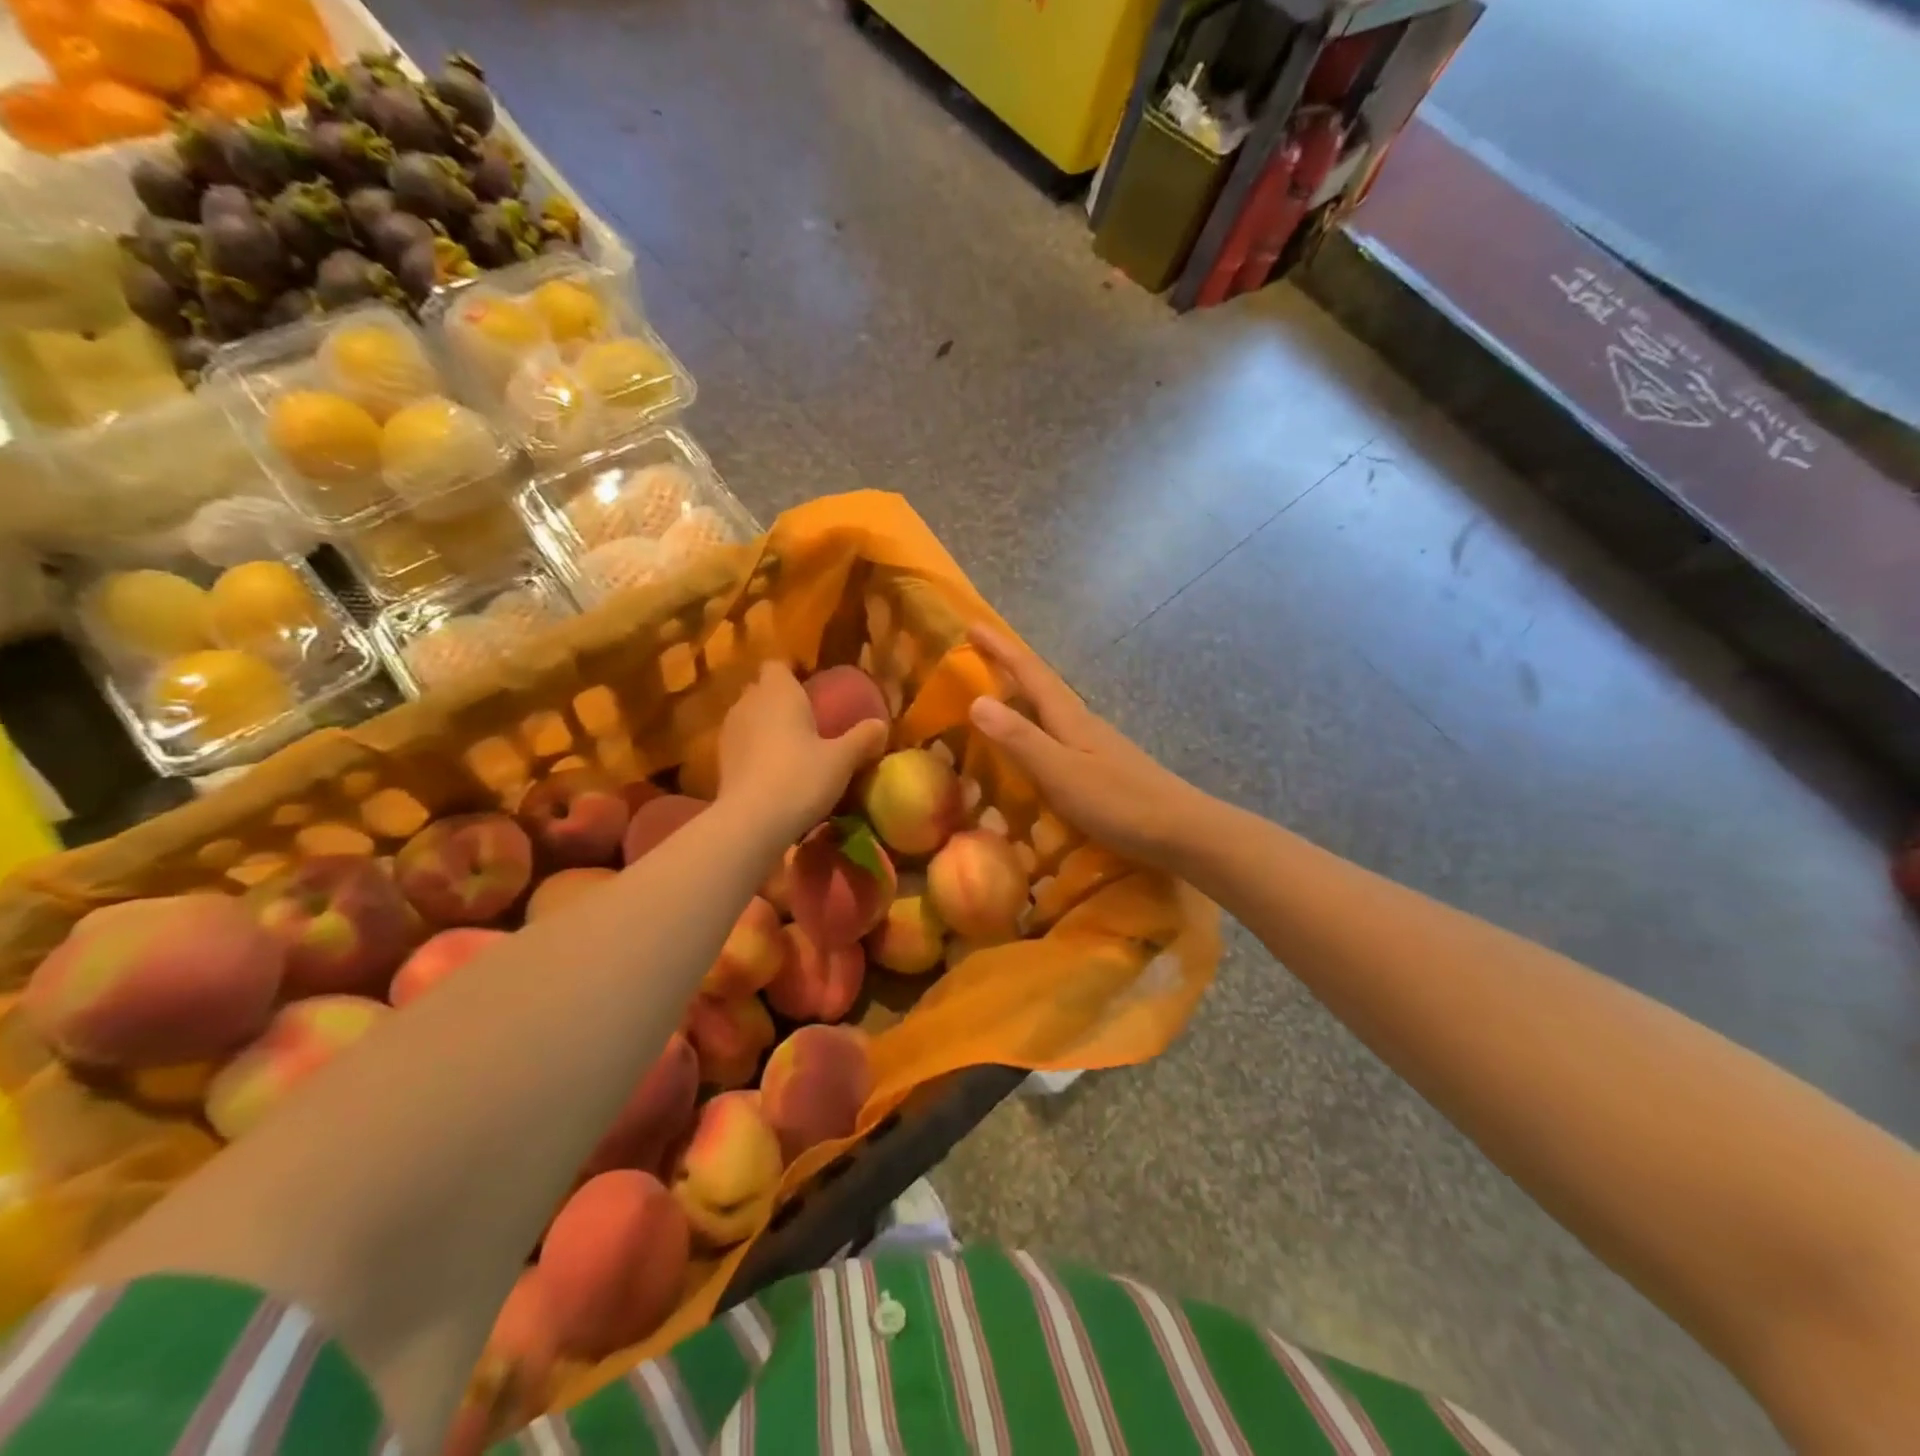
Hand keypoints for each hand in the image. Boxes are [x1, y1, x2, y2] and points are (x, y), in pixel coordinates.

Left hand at [718, 661, 887, 844]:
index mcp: (779, 692)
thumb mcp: (842, 760)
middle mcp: (749, 703)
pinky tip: (775, 770)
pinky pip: (742, 744)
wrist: (752, 821)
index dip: (793, 672)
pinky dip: (756, 750)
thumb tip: (881, 724)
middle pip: (762, 690)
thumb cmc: (801, 777)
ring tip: (792, 746)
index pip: (778, 665)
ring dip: (767, 726)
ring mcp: (729, 732)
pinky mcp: (720, 761)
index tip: (812, 685)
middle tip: (808, 718)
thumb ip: (862, 738)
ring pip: (750, 717)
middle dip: (781, 699)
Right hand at [966, 625, 1209, 868]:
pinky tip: (1032, 746)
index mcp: (1070, 718)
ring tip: (996, 697)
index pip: (1029, 673)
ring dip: (1022, 697)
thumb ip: (1020, 739)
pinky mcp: (1102, 766)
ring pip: (1050, 710)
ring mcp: (1095, 744)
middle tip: (976, 656)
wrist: (1181, 831)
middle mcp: (1082, 722)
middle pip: (1041, 685)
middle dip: (1009, 667)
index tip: (972, 625)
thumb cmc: (1119, 802)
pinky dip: (1035, 728)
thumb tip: (976, 700)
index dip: (1000, 649)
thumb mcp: (1060, 772)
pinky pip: (1058, 735)